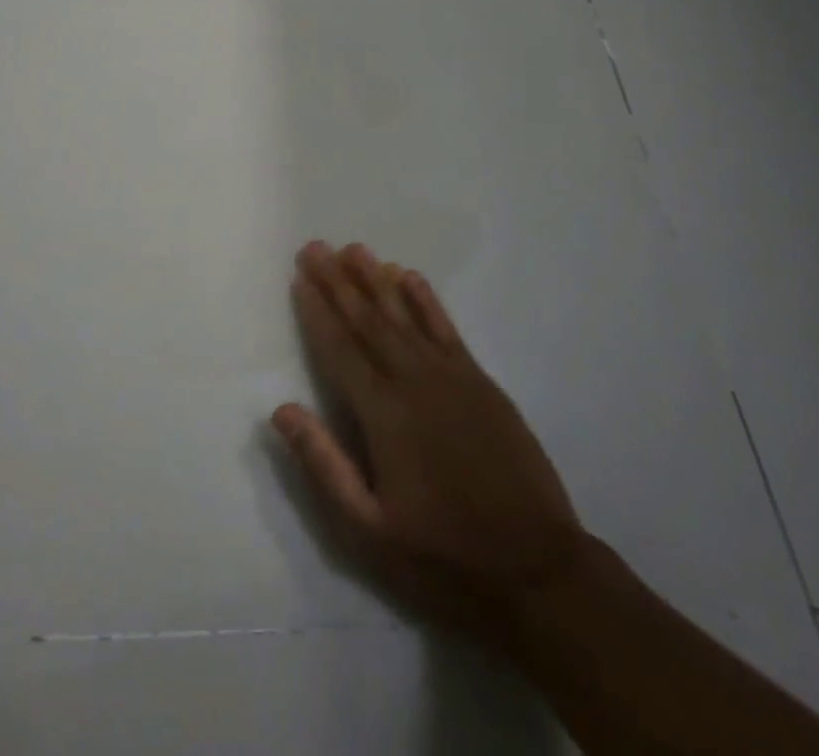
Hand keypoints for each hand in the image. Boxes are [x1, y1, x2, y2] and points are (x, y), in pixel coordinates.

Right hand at [273, 241, 583, 640]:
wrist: (537, 570)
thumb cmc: (443, 555)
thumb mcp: (369, 529)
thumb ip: (324, 464)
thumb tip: (281, 410)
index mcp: (383, 415)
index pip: (339, 349)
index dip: (316, 311)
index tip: (299, 277)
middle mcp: (414, 382)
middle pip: (368, 321)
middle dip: (338, 282)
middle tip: (315, 247)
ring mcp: (452, 377)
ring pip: (405, 316)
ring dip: (376, 280)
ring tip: (354, 249)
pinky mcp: (481, 382)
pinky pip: (446, 328)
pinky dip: (425, 300)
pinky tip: (409, 277)